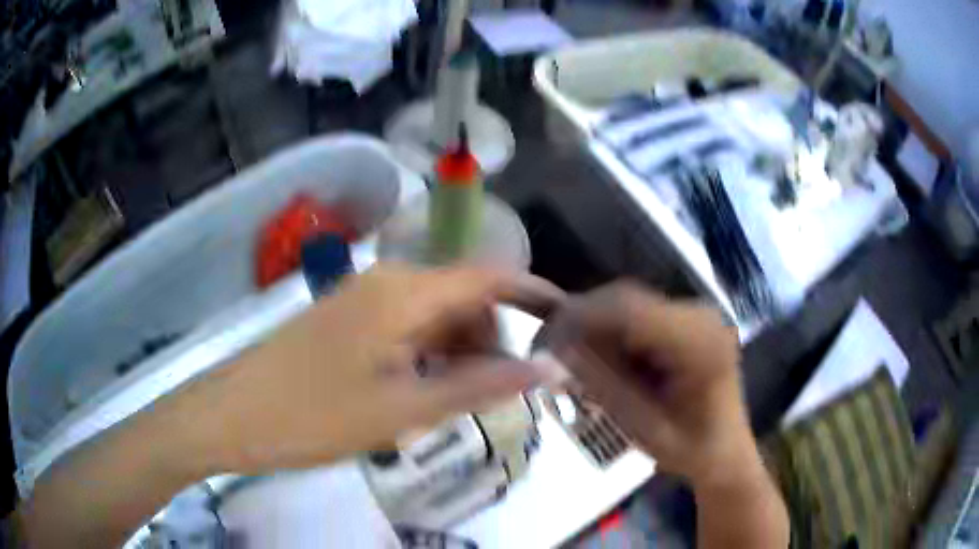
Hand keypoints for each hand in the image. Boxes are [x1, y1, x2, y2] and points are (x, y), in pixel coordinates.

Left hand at [181, 264, 564, 475]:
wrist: (232, 415)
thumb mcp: (405, 410)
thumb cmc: (314, 416)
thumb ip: (481, 387)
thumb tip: (550, 369)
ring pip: (433, 315)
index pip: (489, 278)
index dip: (533, 295)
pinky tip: (421, 392)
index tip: (567, 322)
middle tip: (504, 391)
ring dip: (458, 351)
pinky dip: (427, 354)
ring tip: (460, 401)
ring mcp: (361, 298)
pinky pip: (405, 327)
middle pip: (462, 298)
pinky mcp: (344, 319)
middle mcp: (387, 281)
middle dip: (492, 338)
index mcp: (404, 291)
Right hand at [539, 282, 752, 486]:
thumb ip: (604, 387)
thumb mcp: (645, 428)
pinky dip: (614, 335)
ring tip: (578, 364)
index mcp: (701, 343)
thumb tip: (559, 348)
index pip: (631, 310)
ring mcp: (695, 314)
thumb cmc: (692, 449)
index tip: (544, 340)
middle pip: (628, 300)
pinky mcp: (686, 320)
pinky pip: (639, 315)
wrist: (725, 451)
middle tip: (554, 355)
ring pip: (629, 305)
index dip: (582, 317)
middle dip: (585, 322)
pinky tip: (607, 363)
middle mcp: (701, 315)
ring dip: (598, 329)